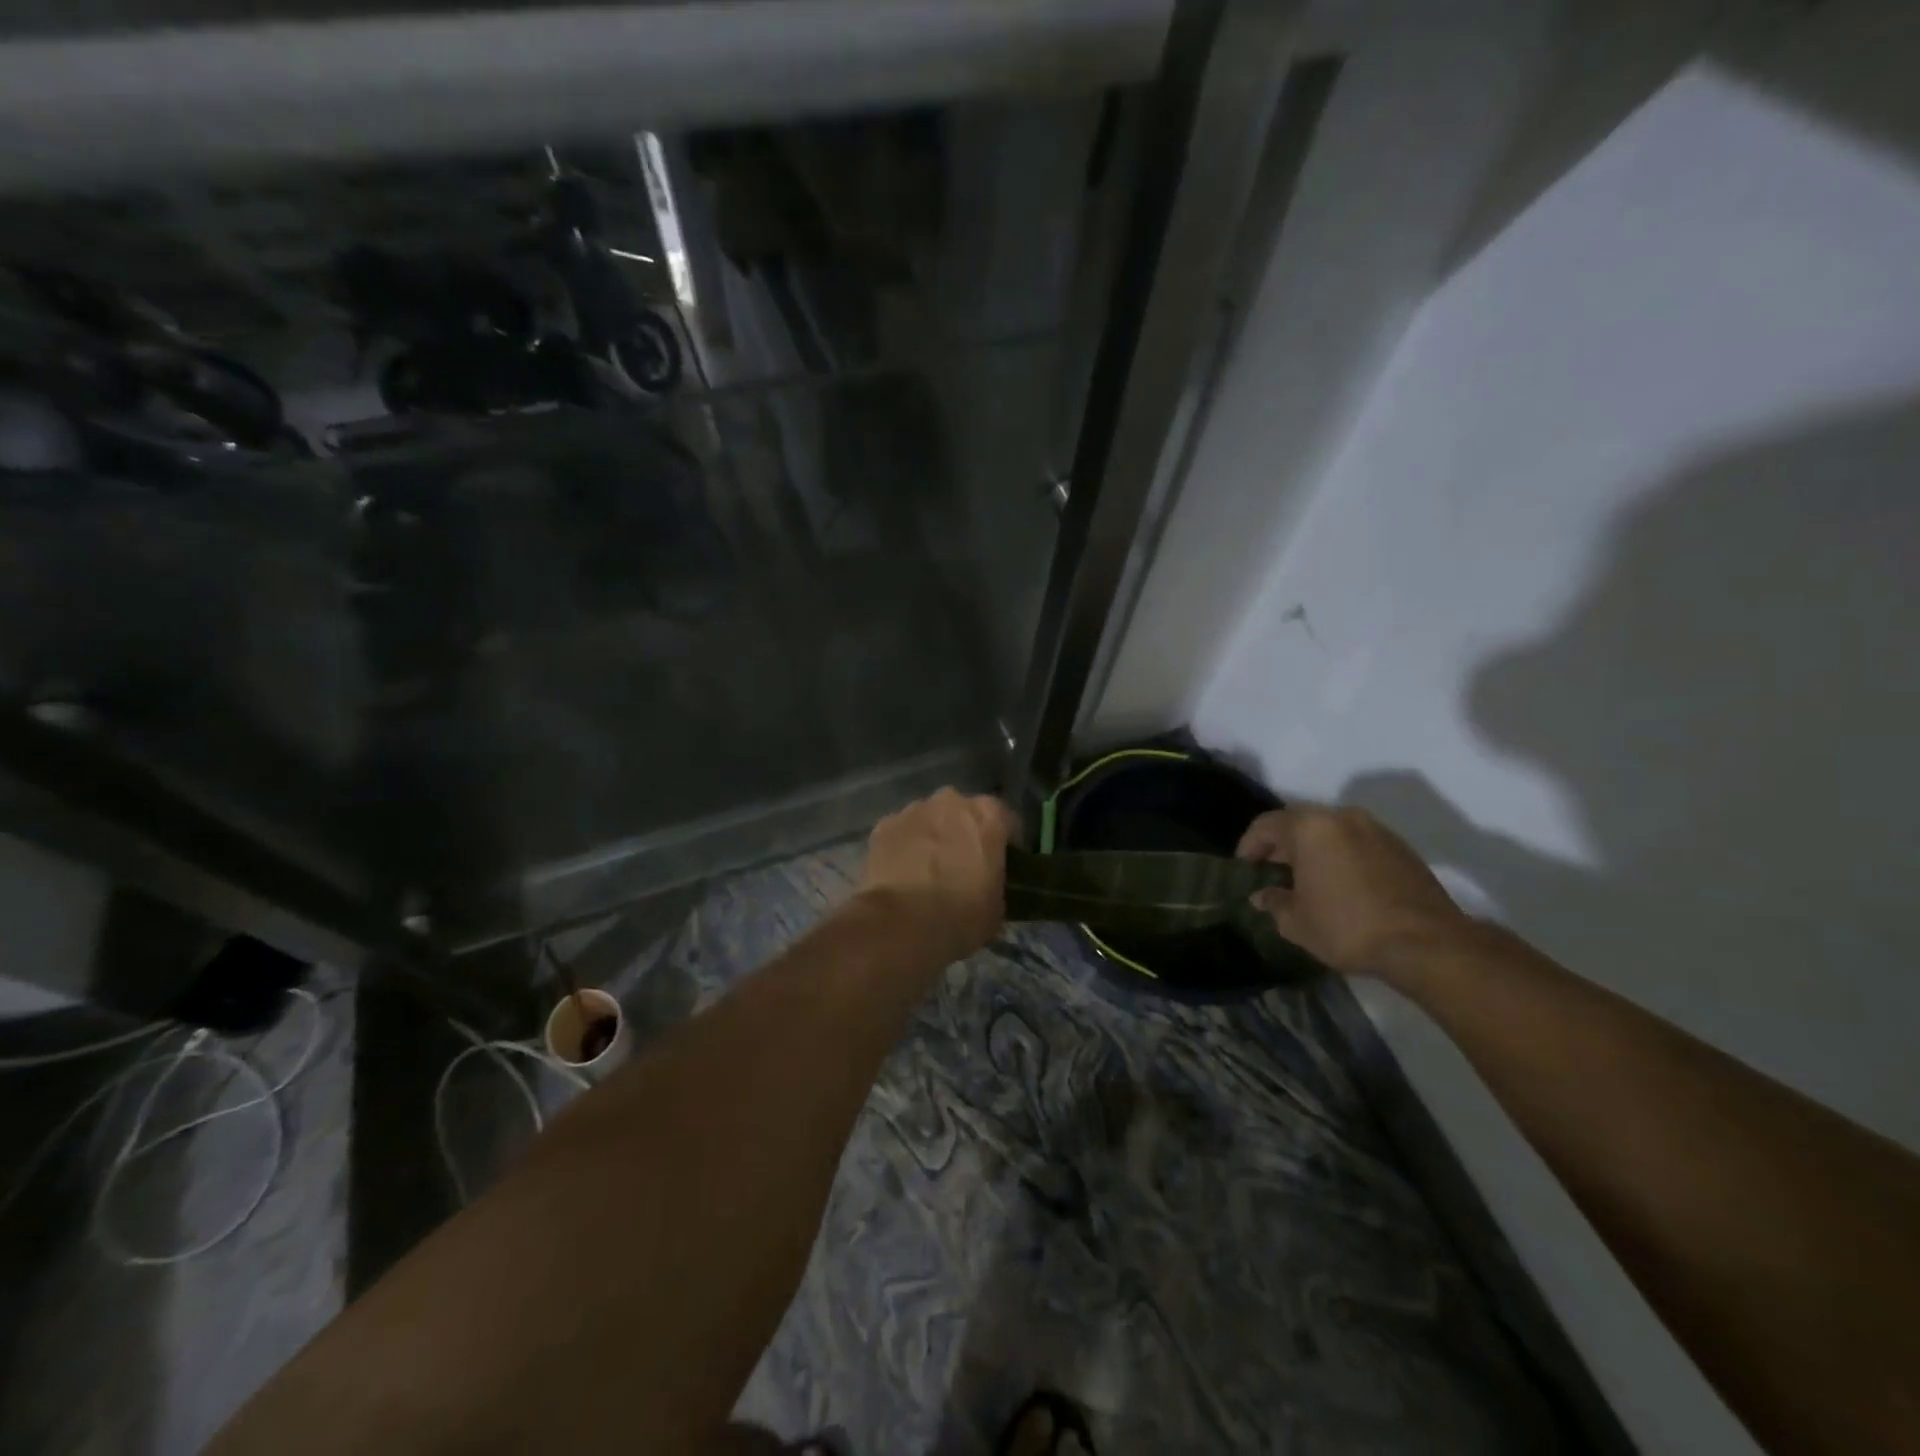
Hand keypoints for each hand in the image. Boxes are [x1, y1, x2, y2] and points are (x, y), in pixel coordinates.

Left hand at [856, 789, 1019, 963]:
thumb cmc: (960, 916)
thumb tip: (984, 884)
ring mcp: (913, 810)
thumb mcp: (997, 906)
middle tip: (962, 865)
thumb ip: (994, 881)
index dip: (1005, 842)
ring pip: (929, 819)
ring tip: (927, 871)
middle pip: (963, 813)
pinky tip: (901, 875)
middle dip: (963, 833)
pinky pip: (901, 833)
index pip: (1005, 819)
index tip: (1002, 863)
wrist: (901, 925)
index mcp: (988, 816)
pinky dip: (904, 847)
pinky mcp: (883, 825)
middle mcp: (952, 802)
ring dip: (932, 837)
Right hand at [1237, 804, 1471, 977]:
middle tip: (1271, 873)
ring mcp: (1376, 830)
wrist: (1427, 944)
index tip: (1244, 869)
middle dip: (1281, 846)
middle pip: (1299, 823)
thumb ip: (1274, 902)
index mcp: (1311, 827)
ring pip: (1331, 832)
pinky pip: (1357, 843)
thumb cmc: (1348, 927)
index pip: (1265, 825)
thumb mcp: (1297, 922)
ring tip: (1306, 880)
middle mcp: (1342, 818)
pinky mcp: (1401, 848)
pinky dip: (1341, 856)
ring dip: (1314, 850)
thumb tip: (1263, 896)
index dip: (1249, 846)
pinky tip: (1340, 885)